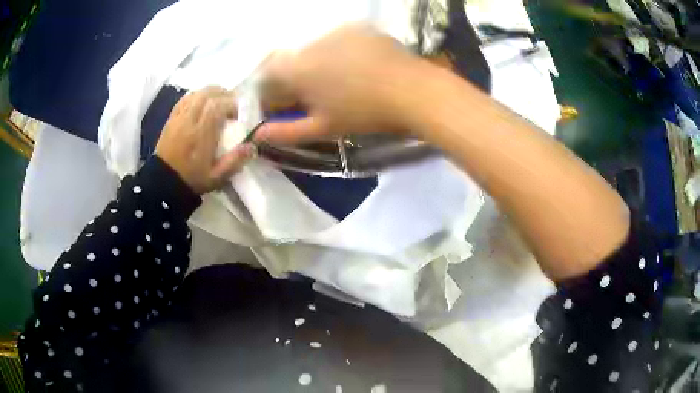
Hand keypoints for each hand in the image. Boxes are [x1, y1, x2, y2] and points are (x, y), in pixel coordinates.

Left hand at [155, 86, 255, 194]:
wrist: (163, 183)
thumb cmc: (191, 180)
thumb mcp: (217, 178)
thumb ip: (235, 161)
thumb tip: (252, 145)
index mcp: (200, 135)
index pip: (217, 106)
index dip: (232, 103)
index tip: (241, 112)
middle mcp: (189, 121)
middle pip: (207, 94)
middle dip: (224, 94)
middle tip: (234, 104)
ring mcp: (179, 117)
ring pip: (197, 93)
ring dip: (212, 93)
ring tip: (221, 102)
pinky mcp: (172, 117)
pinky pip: (186, 98)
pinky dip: (198, 96)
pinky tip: (204, 103)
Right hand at [255, 24, 427, 144]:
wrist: (414, 92)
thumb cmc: (365, 114)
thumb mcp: (323, 128)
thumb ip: (286, 132)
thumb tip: (258, 135)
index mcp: (297, 69)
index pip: (267, 74)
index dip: (271, 89)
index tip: (285, 103)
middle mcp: (311, 43)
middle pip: (291, 59)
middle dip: (295, 77)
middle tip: (316, 95)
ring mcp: (336, 31)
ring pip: (314, 48)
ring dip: (317, 63)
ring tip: (342, 81)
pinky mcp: (358, 27)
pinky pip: (337, 39)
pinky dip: (338, 51)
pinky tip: (356, 65)